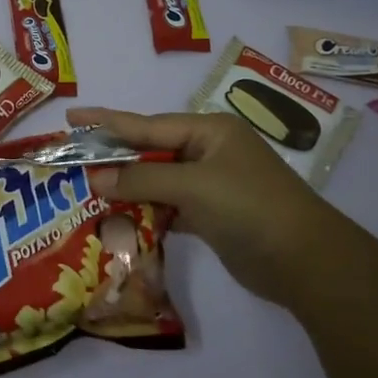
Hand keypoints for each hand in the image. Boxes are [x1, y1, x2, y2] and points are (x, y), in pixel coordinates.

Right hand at [69, 106, 351, 308]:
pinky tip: (120, 220)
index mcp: (209, 131)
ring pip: (157, 180)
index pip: (146, 124)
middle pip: (149, 151)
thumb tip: (96, 177)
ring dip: (128, 189)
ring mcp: (211, 185)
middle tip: (73, 160)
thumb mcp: (194, 186)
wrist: (306, 262)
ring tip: (87, 193)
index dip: (106, 122)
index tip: (71, 115)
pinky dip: (147, 212)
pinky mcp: (211, 216)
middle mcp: (208, 152)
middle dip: (114, 158)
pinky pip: (168, 206)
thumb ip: (143, 178)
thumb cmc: (250, 208)